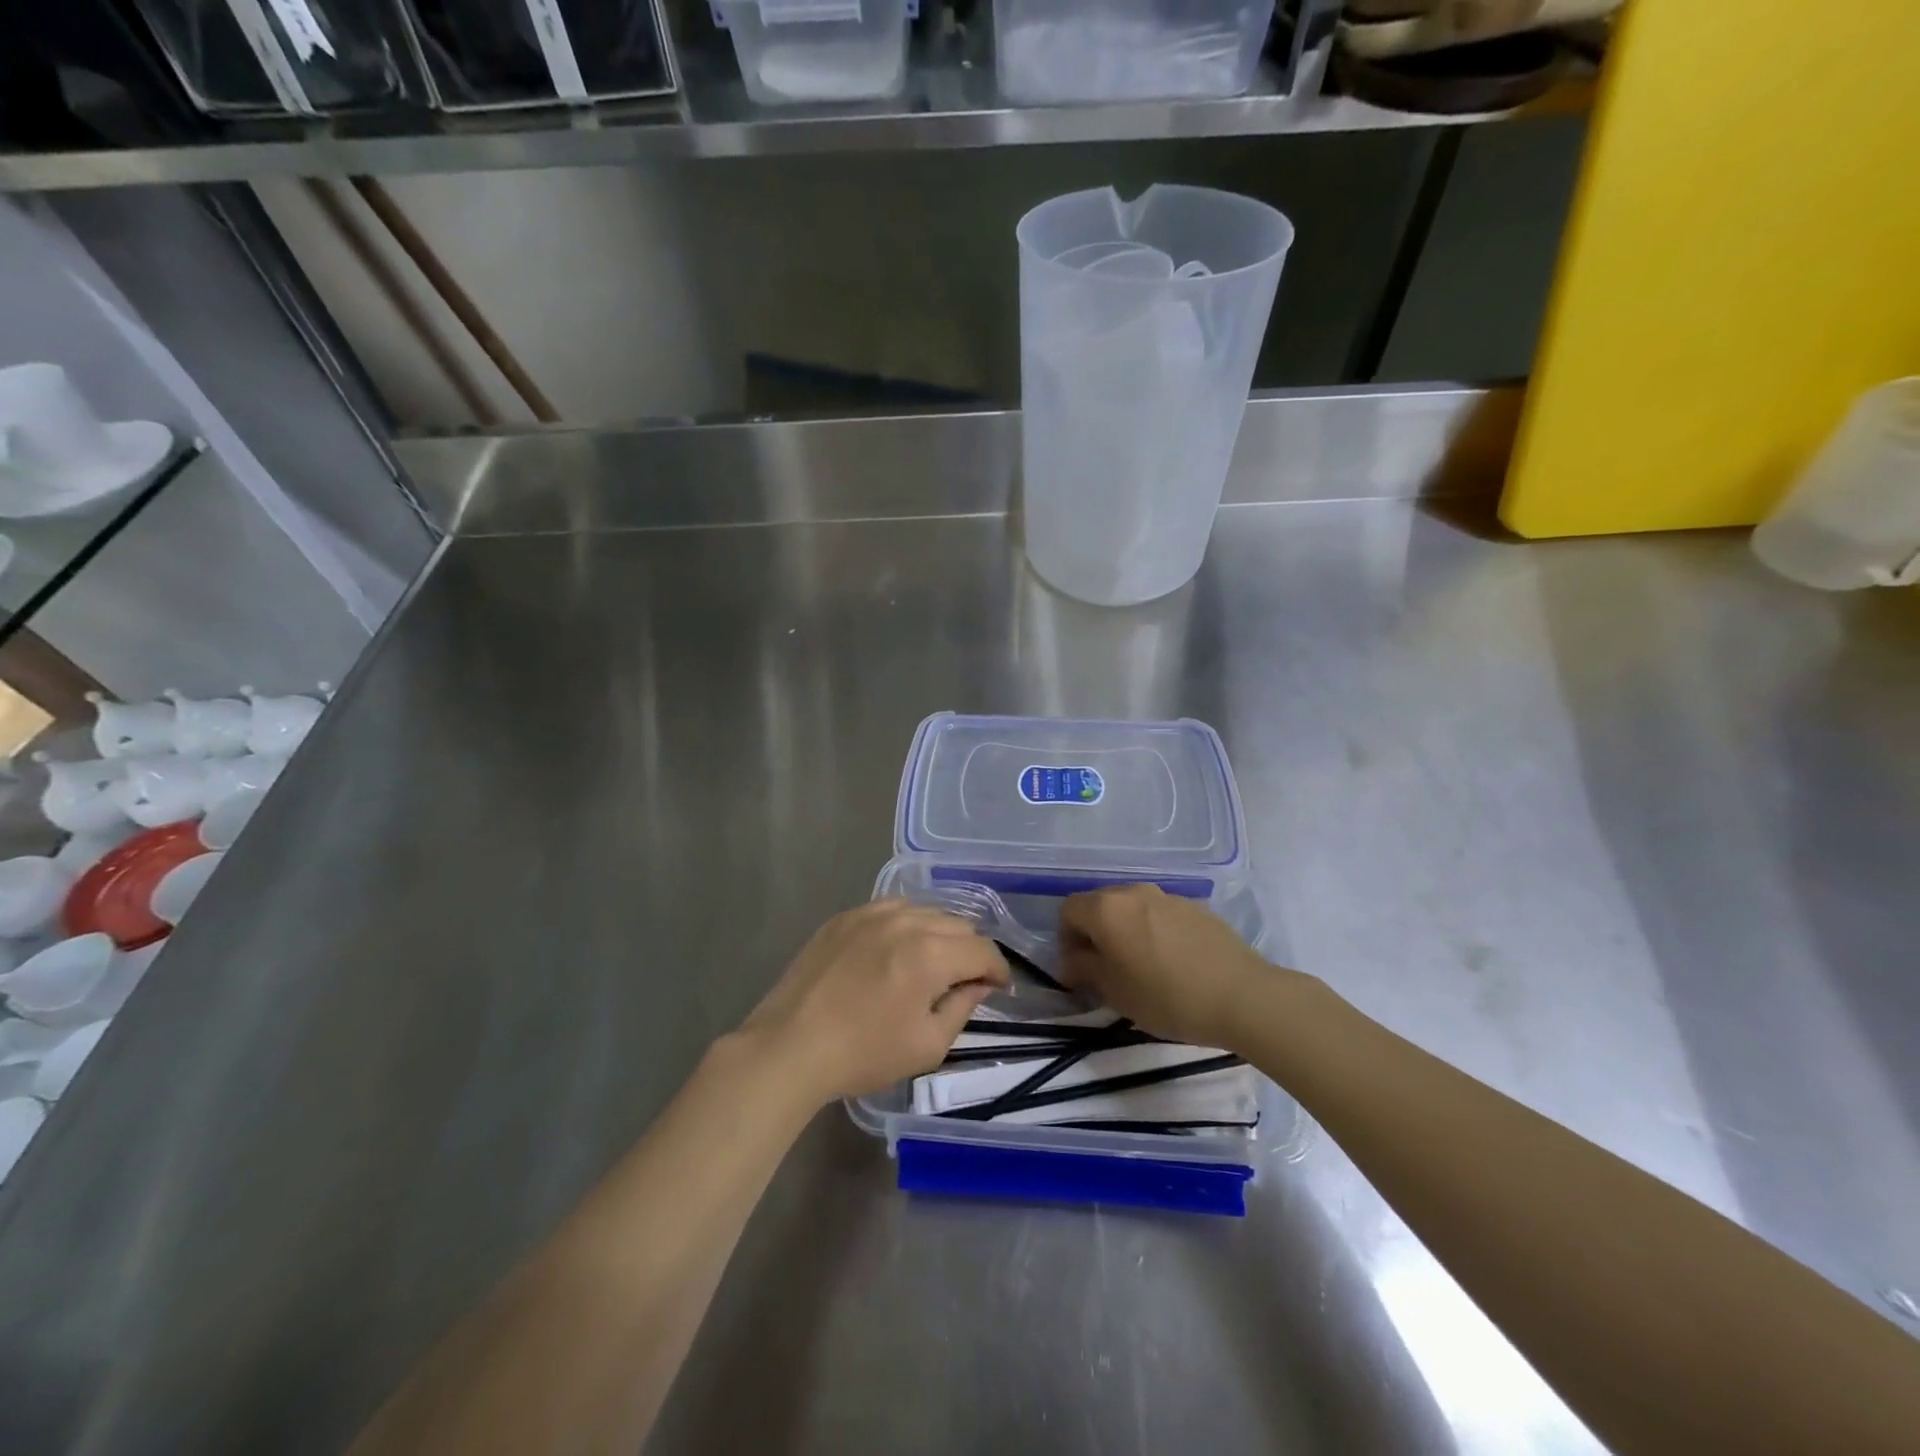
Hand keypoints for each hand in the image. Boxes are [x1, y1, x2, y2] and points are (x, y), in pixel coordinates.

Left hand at [739, 901, 1010, 1104]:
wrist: (790, 1046)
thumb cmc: (863, 1053)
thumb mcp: (927, 1045)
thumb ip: (963, 1007)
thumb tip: (978, 984)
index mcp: (930, 954)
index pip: (983, 949)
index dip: (998, 969)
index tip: (997, 988)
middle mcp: (906, 921)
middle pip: (958, 924)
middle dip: (969, 951)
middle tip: (962, 981)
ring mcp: (872, 913)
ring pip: (926, 911)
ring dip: (938, 935)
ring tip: (929, 963)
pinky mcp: (846, 916)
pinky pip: (891, 908)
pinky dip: (905, 925)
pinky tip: (894, 950)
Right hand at [1058, 884, 1271, 1048]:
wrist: (1242, 996)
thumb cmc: (1167, 997)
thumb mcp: (1115, 992)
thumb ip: (1085, 969)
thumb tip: (1072, 961)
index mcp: (1107, 908)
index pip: (1068, 911)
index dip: (1065, 939)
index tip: (1078, 970)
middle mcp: (1134, 892)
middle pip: (1099, 904)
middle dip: (1094, 932)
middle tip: (1105, 969)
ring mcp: (1168, 896)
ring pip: (1132, 908)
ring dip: (1125, 931)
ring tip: (1141, 966)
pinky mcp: (1196, 907)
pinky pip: (1160, 914)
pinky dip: (1154, 931)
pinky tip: (1172, 963)